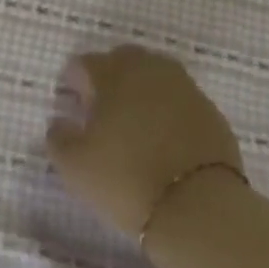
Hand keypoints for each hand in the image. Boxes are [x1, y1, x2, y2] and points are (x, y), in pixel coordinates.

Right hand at [46, 45, 243, 238]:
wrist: (199, 207)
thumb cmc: (126, 180)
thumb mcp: (74, 167)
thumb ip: (58, 138)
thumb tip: (60, 122)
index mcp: (111, 73)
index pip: (84, 64)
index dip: (74, 82)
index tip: (73, 106)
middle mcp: (147, 69)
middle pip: (122, 60)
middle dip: (109, 77)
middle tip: (104, 110)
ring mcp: (183, 87)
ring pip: (155, 74)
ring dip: (142, 90)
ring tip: (136, 122)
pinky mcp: (209, 110)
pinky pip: (180, 99)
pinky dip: (169, 109)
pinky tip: (165, 138)